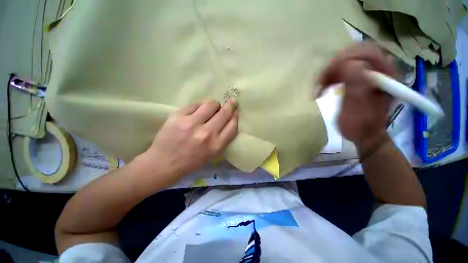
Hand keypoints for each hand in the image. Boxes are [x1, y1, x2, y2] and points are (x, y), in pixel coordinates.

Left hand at [138, 99, 238, 180]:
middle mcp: (206, 134)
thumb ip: (222, 138)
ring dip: (214, 104)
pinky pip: (195, 104)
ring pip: (210, 104)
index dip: (235, 116)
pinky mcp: (178, 116)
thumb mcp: (212, 154)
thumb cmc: (191, 161)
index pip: (232, 126)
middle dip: (230, 105)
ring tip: (211, 108)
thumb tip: (228, 120)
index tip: (235, 111)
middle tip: (231, 101)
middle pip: (224, 113)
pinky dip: (199, 107)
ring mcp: (191, 123)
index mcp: (216, 145)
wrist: (163, 163)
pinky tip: (196, 112)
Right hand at [318, 42, 397, 150]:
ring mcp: (372, 72)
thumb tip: (349, 64)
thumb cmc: (361, 125)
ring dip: (332, 71)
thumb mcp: (357, 108)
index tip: (324, 80)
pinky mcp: (363, 77)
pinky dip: (333, 75)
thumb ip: (356, 85)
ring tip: (322, 86)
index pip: (363, 52)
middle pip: (355, 52)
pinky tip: (327, 85)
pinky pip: (346, 67)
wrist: (366, 134)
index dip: (341, 62)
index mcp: (385, 74)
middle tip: (322, 82)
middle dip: (334, 66)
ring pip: (349, 59)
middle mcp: (381, 68)